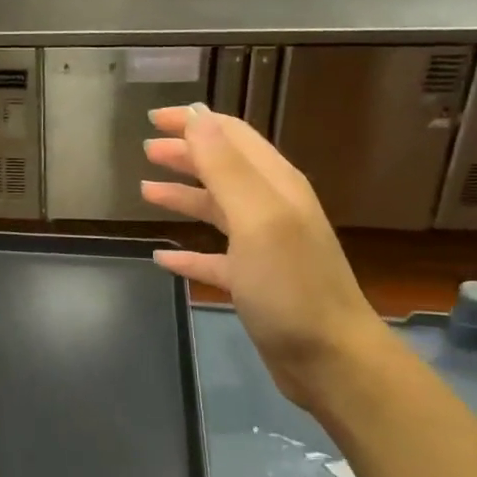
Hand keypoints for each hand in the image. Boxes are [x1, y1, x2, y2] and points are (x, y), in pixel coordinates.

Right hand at [141, 104, 388, 411]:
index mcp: (275, 184)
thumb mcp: (257, 218)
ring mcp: (264, 247)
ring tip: (145, 191)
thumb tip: (197, 117)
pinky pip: (214, 258)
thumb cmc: (290, 284)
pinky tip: (163, 258)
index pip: (231, 136)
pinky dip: (188, 253)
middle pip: (223, 168)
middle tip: (146, 149)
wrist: (330, 359)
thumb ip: (226, 167)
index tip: (153, 118)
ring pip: (216, 209)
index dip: (194, 122)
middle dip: (185, 154)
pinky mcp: (255, 282)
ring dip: (183, 196)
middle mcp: (271, 208)